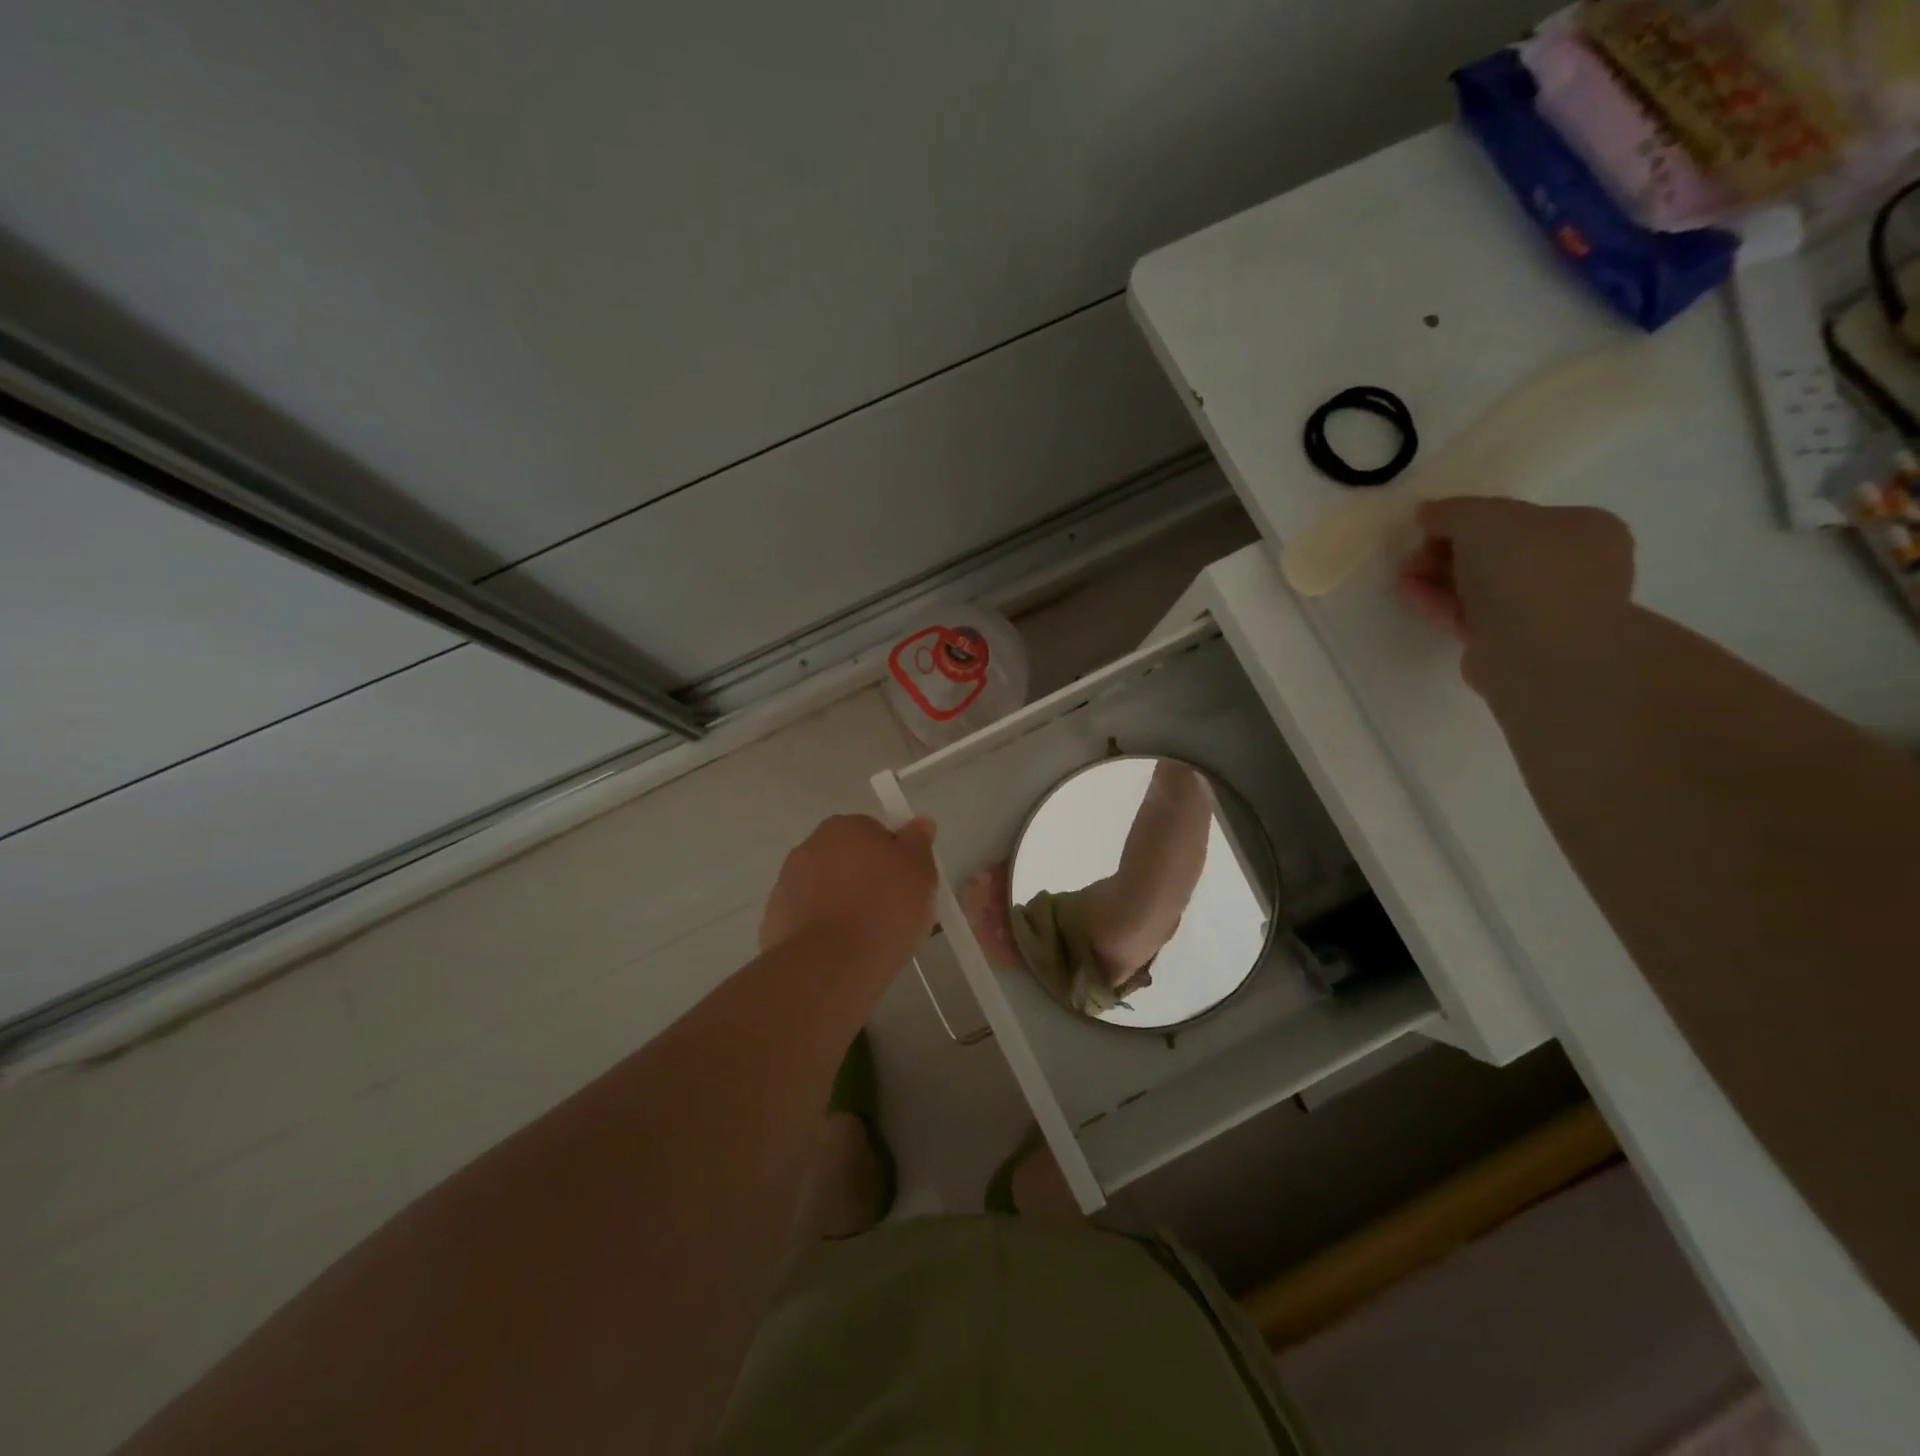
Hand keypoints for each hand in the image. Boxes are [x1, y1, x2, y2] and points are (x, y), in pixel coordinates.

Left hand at [759, 814, 938, 969]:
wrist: (828, 967)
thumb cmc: (883, 911)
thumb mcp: (920, 873)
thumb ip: (918, 843)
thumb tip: (919, 822)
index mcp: (844, 827)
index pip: (875, 833)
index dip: (894, 859)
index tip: (906, 885)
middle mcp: (810, 847)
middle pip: (848, 859)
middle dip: (866, 879)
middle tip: (891, 912)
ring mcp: (787, 884)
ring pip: (826, 889)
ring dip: (842, 904)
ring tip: (867, 938)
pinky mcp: (774, 920)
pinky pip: (809, 918)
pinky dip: (823, 930)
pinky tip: (841, 952)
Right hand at [1398, 497, 1634, 690]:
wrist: (1539, 652)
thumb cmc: (1524, 572)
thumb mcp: (1481, 519)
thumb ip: (1451, 511)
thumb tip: (1428, 513)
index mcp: (1582, 528)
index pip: (1516, 516)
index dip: (1467, 519)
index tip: (1430, 527)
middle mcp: (1571, 567)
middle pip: (1494, 552)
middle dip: (1447, 551)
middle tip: (1413, 554)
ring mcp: (1543, 608)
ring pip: (1479, 585)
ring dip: (1437, 577)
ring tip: (1403, 575)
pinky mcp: (1512, 642)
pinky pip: (1470, 614)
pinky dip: (1439, 602)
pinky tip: (1409, 594)